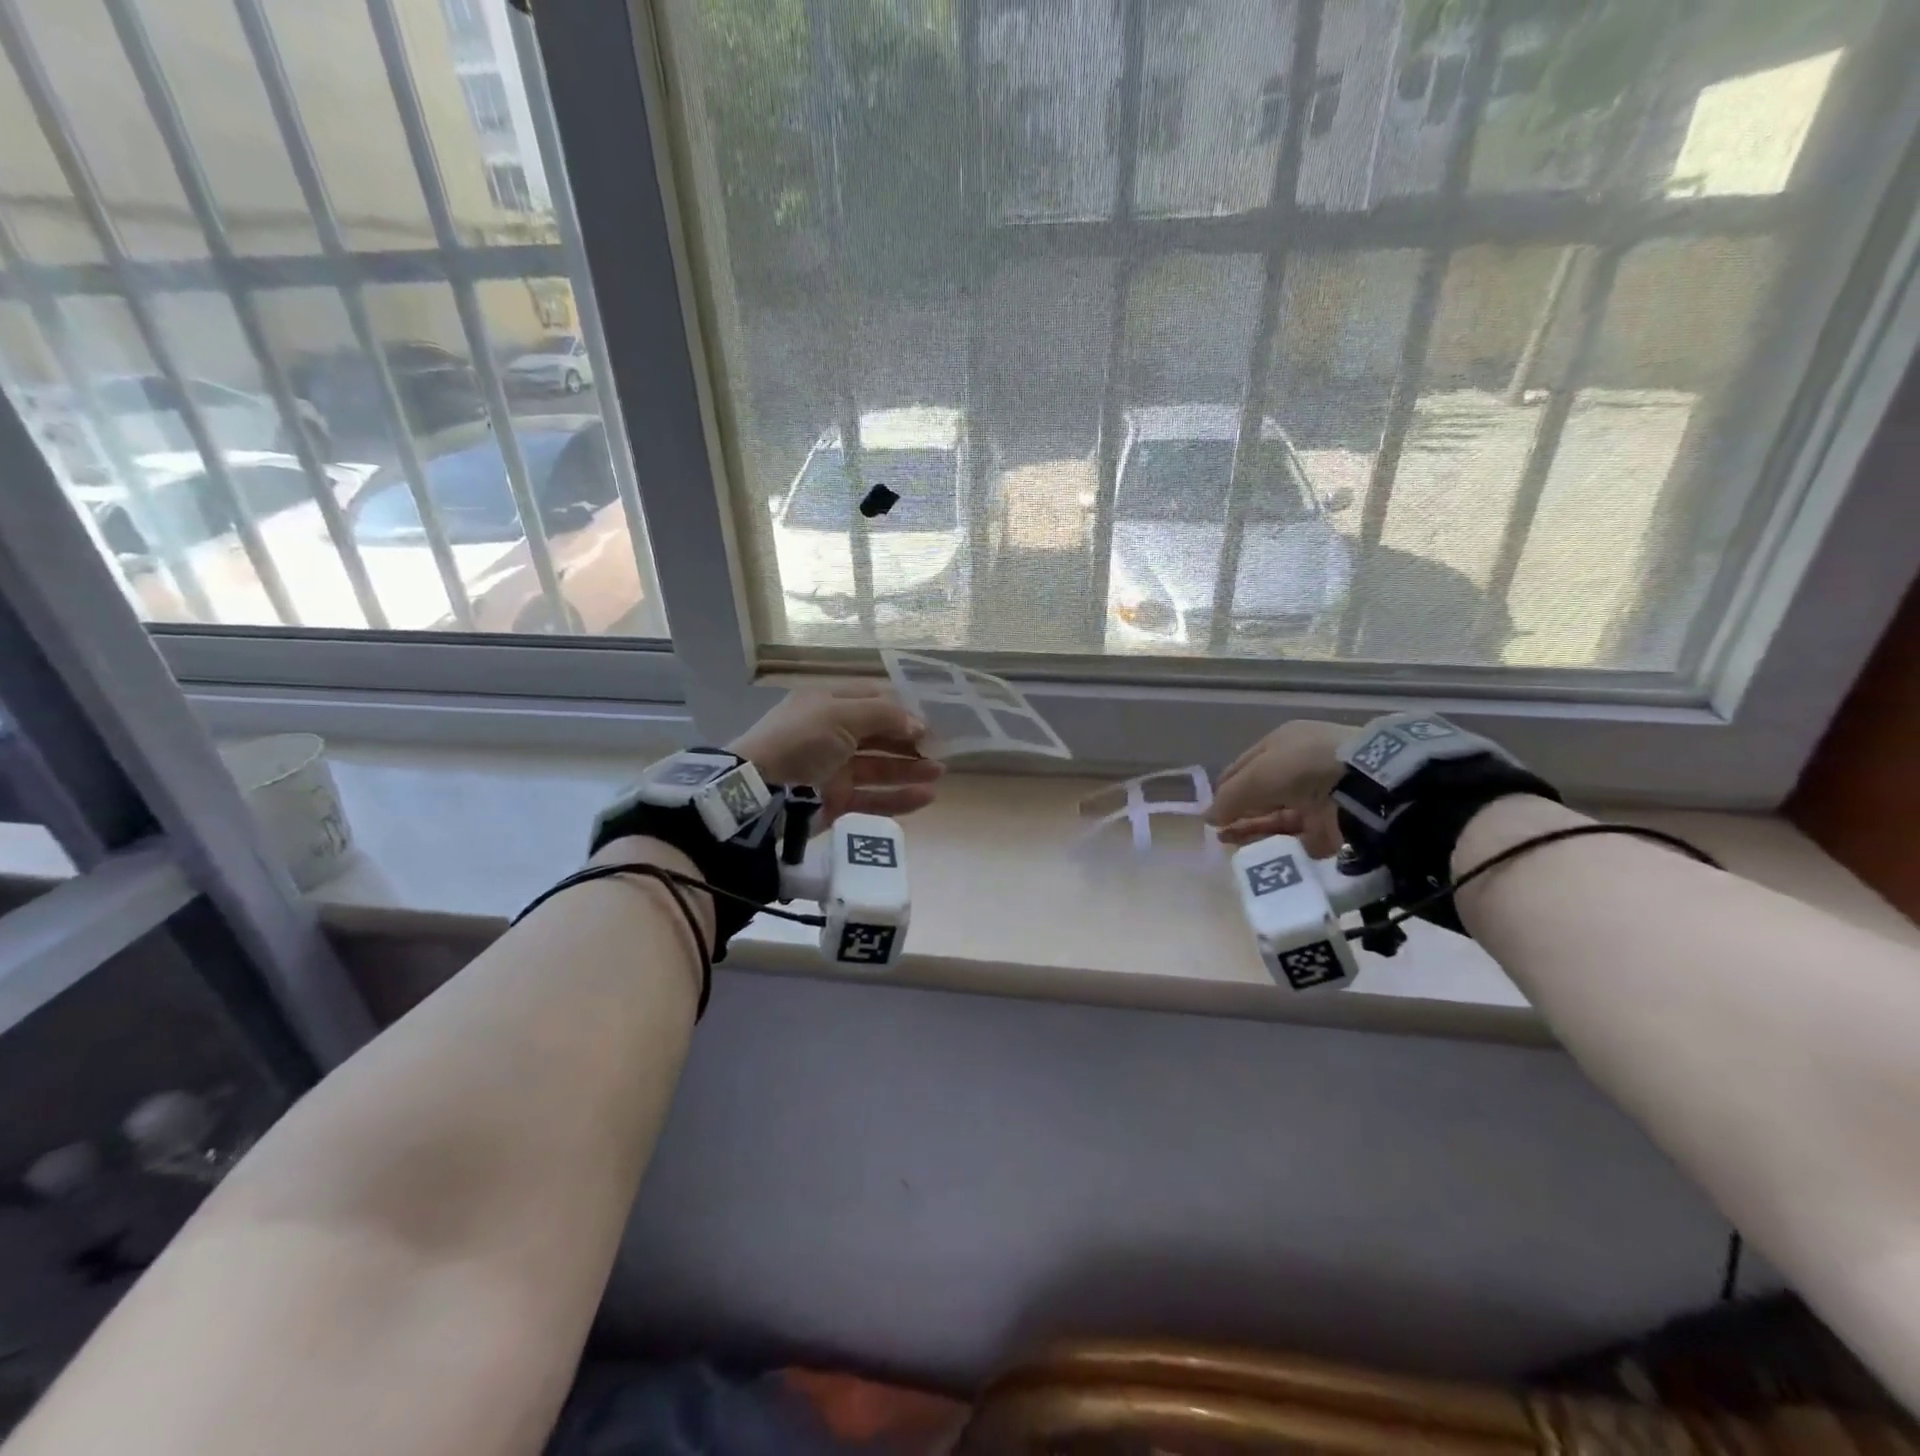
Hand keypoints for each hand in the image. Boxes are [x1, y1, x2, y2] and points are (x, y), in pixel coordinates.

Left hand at [730, 684, 943, 828]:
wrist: (760, 790)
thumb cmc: (801, 740)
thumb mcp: (841, 714)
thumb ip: (884, 716)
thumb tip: (919, 724)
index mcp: (828, 704)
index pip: (872, 700)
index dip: (901, 709)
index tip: (929, 720)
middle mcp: (832, 734)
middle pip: (879, 735)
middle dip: (909, 741)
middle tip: (940, 749)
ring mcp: (834, 769)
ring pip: (880, 768)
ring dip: (910, 769)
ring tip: (939, 772)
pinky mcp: (836, 800)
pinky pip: (873, 798)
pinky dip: (899, 798)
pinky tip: (926, 796)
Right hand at [1206, 720, 1349, 856]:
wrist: (1363, 784)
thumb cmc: (1302, 765)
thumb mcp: (1256, 775)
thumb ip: (1228, 798)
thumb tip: (1208, 818)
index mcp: (1283, 744)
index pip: (1244, 767)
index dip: (1225, 788)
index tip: (1211, 810)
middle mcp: (1299, 769)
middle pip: (1260, 795)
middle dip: (1238, 813)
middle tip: (1218, 832)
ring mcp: (1317, 798)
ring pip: (1276, 818)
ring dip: (1253, 831)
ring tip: (1229, 844)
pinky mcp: (1331, 828)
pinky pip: (1297, 840)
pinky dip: (1277, 847)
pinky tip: (1257, 854)